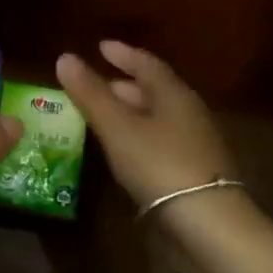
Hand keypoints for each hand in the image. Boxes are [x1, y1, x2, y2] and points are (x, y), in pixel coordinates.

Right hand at [56, 40, 236, 208]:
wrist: (208, 224)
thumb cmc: (159, 164)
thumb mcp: (118, 127)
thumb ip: (90, 94)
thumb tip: (65, 57)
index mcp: (174, 94)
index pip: (147, 64)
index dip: (123, 54)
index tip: (101, 47)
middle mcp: (189, 113)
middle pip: (153, 91)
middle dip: (123, 86)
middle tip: (95, 86)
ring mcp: (195, 145)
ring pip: (157, 119)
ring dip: (130, 114)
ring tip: (101, 118)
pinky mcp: (194, 174)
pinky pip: (160, 143)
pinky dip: (138, 138)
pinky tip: (123, 152)